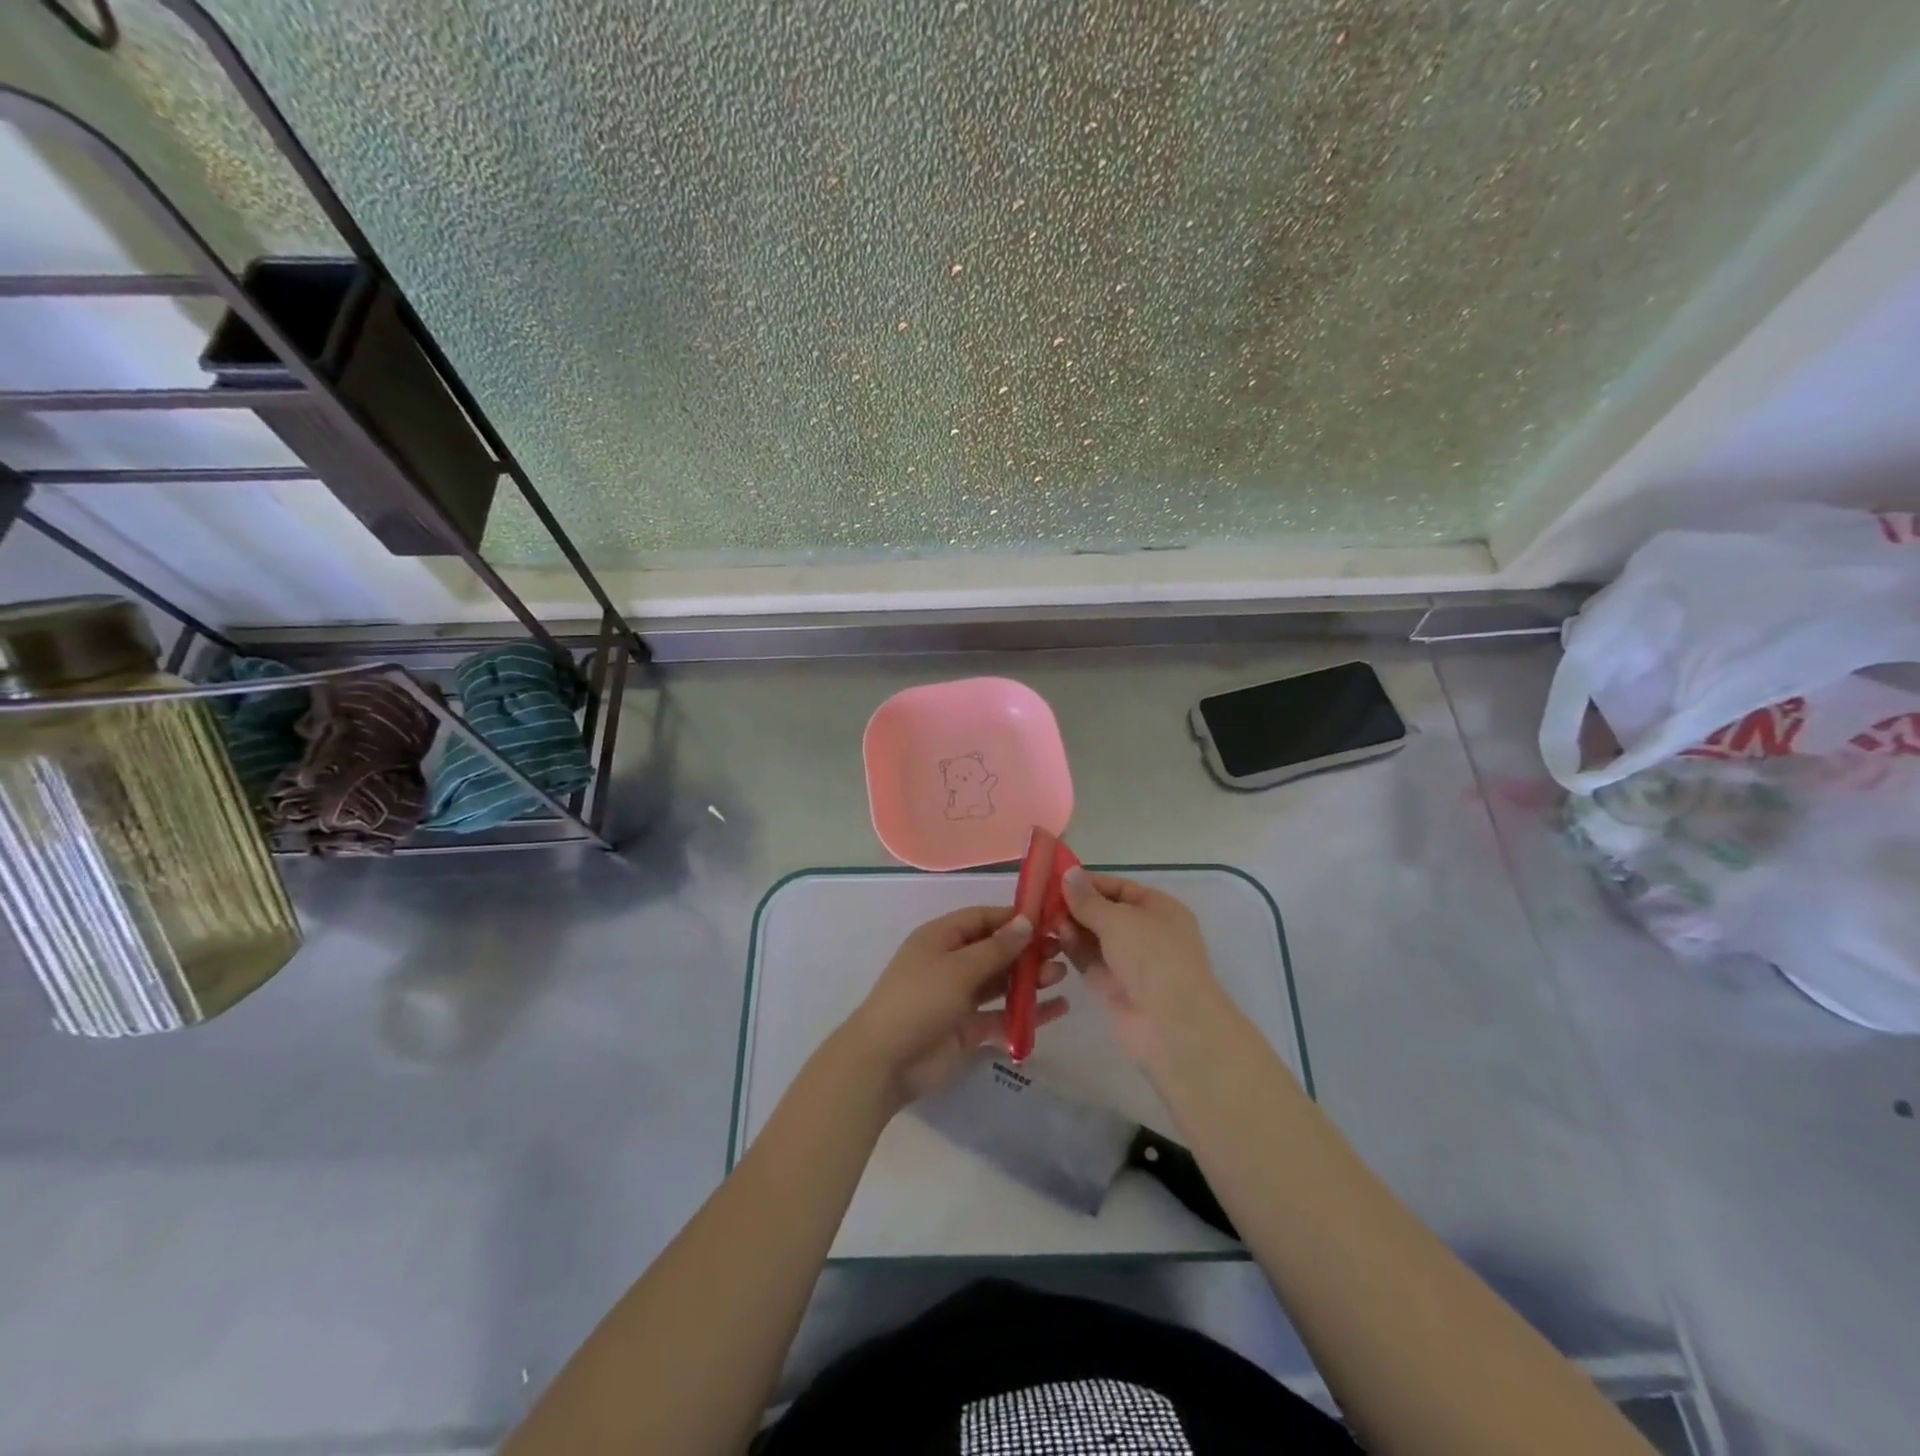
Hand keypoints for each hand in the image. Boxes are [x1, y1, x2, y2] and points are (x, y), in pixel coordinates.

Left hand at [844, 906, 1067, 1104]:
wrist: (886, 1062)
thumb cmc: (919, 1001)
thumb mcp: (958, 968)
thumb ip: (996, 948)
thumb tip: (1026, 922)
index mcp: (941, 938)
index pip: (982, 918)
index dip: (1013, 918)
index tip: (1048, 919)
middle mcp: (952, 963)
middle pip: (996, 949)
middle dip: (1027, 949)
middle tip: (1062, 950)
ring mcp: (961, 997)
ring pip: (1002, 982)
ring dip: (1030, 978)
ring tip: (1061, 976)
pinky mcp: (969, 1029)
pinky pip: (1004, 1015)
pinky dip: (1028, 1012)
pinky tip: (1058, 1009)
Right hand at [1058, 869, 1224, 1067]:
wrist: (1170, 1024)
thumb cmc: (1152, 956)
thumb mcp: (1118, 919)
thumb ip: (1088, 900)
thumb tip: (1069, 873)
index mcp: (1159, 909)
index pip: (1119, 888)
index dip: (1089, 883)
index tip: (1055, 878)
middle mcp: (1146, 933)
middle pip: (1104, 913)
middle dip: (1076, 907)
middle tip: (1041, 901)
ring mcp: (1130, 962)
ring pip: (1094, 938)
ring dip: (1071, 928)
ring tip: (1046, 922)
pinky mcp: (1114, 987)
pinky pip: (1089, 961)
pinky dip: (1073, 950)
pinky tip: (1055, 941)